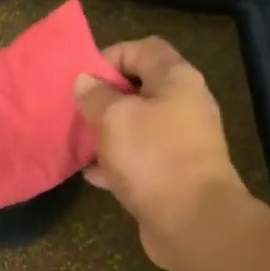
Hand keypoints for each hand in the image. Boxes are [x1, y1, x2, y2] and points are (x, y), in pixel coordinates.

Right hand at [75, 37, 248, 270]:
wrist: (194, 222)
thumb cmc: (153, 158)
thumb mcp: (115, 118)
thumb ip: (96, 95)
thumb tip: (85, 80)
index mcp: (176, 80)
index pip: (142, 49)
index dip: (110, 56)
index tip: (82, 78)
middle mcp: (184, 105)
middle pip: (140, 88)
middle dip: (104, 97)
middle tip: (75, 109)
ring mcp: (181, 142)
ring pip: (137, 125)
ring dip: (107, 131)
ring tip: (78, 140)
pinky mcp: (173, 174)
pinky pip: (139, 158)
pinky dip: (116, 161)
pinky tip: (91, 172)